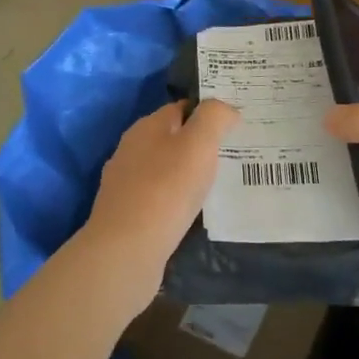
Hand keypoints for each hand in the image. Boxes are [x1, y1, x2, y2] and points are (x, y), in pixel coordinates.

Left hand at [78, 99, 238, 313]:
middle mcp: (131, 150)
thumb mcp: (199, 144)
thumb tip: (226, 109)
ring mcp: (124, 184)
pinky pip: (158, 198)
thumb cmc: (166, 190)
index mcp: (147, 127)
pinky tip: (191, 213)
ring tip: (216, 186)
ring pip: (164, 169)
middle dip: (197, 145)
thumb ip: (215, 117)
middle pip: (171, 138)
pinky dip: (175, 201)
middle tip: (231, 157)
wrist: (126, 250)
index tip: (234, 126)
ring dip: (186, 175)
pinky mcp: (126, 214)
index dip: (207, 113)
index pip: (181, 108)